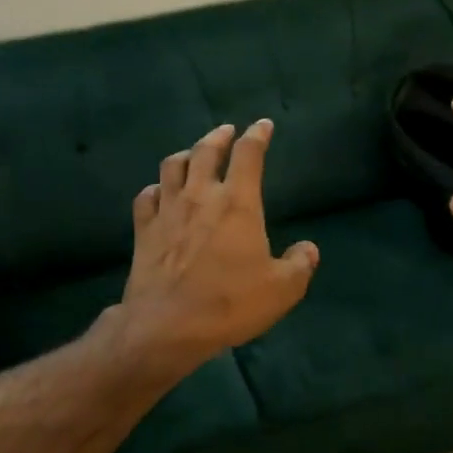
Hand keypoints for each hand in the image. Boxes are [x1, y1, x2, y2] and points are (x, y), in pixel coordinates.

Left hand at [114, 119, 318, 375]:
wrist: (167, 326)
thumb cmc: (229, 303)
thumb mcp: (281, 290)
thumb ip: (299, 265)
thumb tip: (308, 249)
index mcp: (237, 202)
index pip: (248, 154)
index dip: (257, 135)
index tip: (263, 126)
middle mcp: (200, 196)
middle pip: (205, 151)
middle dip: (219, 137)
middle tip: (227, 131)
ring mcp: (167, 211)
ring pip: (172, 167)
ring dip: (185, 154)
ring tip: (192, 154)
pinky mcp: (144, 230)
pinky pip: (146, 197)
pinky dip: (156, 188)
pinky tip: (159, 192)